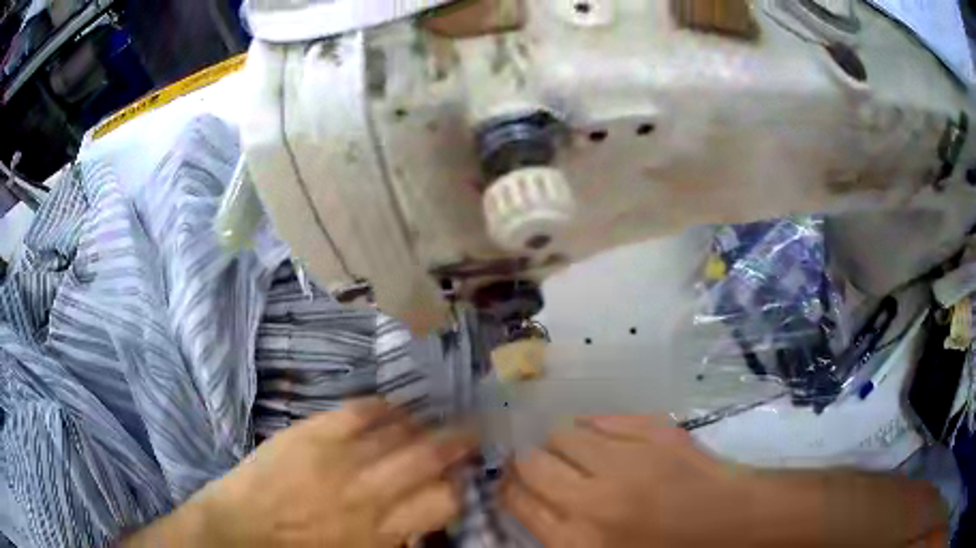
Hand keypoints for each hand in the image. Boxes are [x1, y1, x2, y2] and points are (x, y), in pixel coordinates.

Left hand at [129, 399, 475, 546]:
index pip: (443, 500)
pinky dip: (382, 407)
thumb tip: (427, 520)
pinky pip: (360, 410)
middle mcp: (369, 491)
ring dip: (422, 425)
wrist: (240, 529)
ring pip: (399, 431)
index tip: (459, 480)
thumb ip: (399, 539)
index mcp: (381, 529)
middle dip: (458, 442)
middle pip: (429, 457)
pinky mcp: (312, 433)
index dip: (458, 487)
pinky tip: (391, 410)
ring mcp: (339, 457)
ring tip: (430, 421)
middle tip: (470, 432)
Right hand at [501, 416, 742, 547]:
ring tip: (573, 451)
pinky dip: (595, 426)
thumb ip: (563, 536)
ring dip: (561, 442)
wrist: (733, 522)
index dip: (507, 488)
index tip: (508, 481)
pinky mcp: (655, 432)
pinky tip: (600, 435)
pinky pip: (604, 419)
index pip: (520, 504)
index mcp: (579, 542)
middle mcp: (594, 500)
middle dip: (525, 462)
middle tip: (533, 463)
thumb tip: (534, 503)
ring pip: (565, 434)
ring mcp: (628, 460)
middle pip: (532, 464)